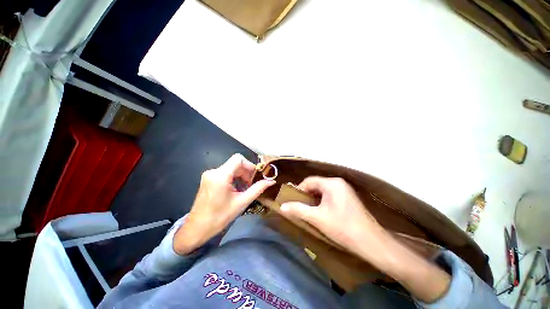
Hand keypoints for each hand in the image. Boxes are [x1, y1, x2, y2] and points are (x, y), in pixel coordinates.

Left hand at [173, 154, 274, 254]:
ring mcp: (209, 175)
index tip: (255, 177)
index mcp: (220, 176)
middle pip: (235, 163)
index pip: (238, 159)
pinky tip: (237, 189)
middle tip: (252, 185)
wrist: (197, 229)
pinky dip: (234, 178)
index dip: (249, 165)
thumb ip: (257, 189)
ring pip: (231, 168)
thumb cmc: (219, 217)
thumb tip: (271, 181)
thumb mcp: (241, 202)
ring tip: (245, 189)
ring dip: (241, 176)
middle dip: (246, 172)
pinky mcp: (208, 179)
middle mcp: (213, 171)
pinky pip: (225, 173)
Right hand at [279, 177, 384, 257]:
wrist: (371, 243)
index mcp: (332, 183)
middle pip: (316, 185)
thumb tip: (282, 206)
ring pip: (322, 191)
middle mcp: (338, 183)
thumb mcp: (317, 218)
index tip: (292, 200)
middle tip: (298, 206)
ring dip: (313, 199)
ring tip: (307, 210)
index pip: (309, 181)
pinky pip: (329, 195)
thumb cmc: (343, 227)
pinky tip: (320, 212)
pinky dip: (321, 202)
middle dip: (306, 195)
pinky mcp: (348, 198)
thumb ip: (298, 210)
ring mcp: (344, 190)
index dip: (298, 189)